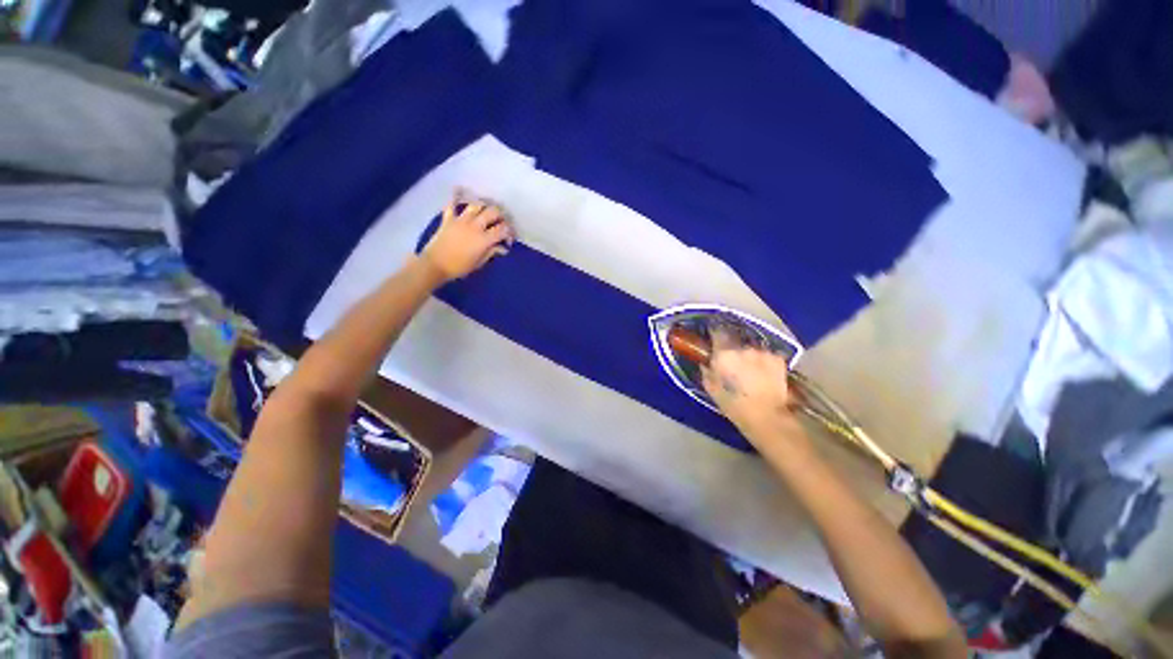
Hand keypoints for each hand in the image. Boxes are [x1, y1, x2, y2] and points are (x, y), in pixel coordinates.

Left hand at [422, 194, 515, 280]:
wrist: (435, 265)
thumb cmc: (459, 267)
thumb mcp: (479, 263)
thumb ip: (492, 252)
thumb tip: (502, 248)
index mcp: (484, 239)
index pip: (503, 229)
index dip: (509, 232)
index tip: (509, 238)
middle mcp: (475, 226)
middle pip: (492, 212)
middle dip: (500, 215)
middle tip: (501, 221)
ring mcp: (460, 220)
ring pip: (476, 205)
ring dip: (484, 206)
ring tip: (486, 211)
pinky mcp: (448, 219)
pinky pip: (451, 204)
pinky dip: (455, 196)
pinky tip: (459, 189)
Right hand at [701, 331, 807, 451]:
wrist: (767, 417)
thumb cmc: (733, 405)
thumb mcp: (712, 389)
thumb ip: (706, 371)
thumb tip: (706, 361)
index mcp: (723, 354)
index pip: (717, 333)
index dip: (714, 334)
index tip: (713, 338)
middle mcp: (743, 348)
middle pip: (735, 342)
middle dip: (733, 350)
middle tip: (733, 363)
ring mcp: (762, 352)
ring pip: (751, 349)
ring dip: (749, 356)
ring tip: (750, 371)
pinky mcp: (778, 359)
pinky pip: (766, 355)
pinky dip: (764, 362)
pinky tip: (764, 374)